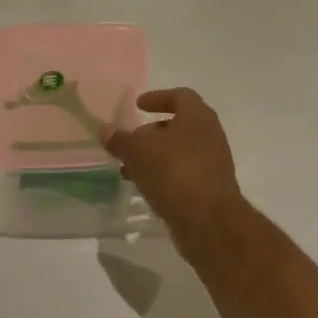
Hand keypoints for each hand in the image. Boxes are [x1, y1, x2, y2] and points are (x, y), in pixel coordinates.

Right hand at [102, 89, 248, 253]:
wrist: (209, 220)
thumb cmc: (174, 172)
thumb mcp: (138, 152)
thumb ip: (120, 139)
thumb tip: (105, 128)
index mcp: (197, 117)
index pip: (180, 96)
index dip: (158, 97)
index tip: (138, 106)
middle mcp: (209, 136)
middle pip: (178, 125)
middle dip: (151, 132)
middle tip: (130, 142)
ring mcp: (212, 163)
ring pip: (179, 152)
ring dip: (154, 157)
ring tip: (128, 170)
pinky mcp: (209, 188)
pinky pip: (182, 174)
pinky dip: (163, 176)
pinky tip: (144, 188)